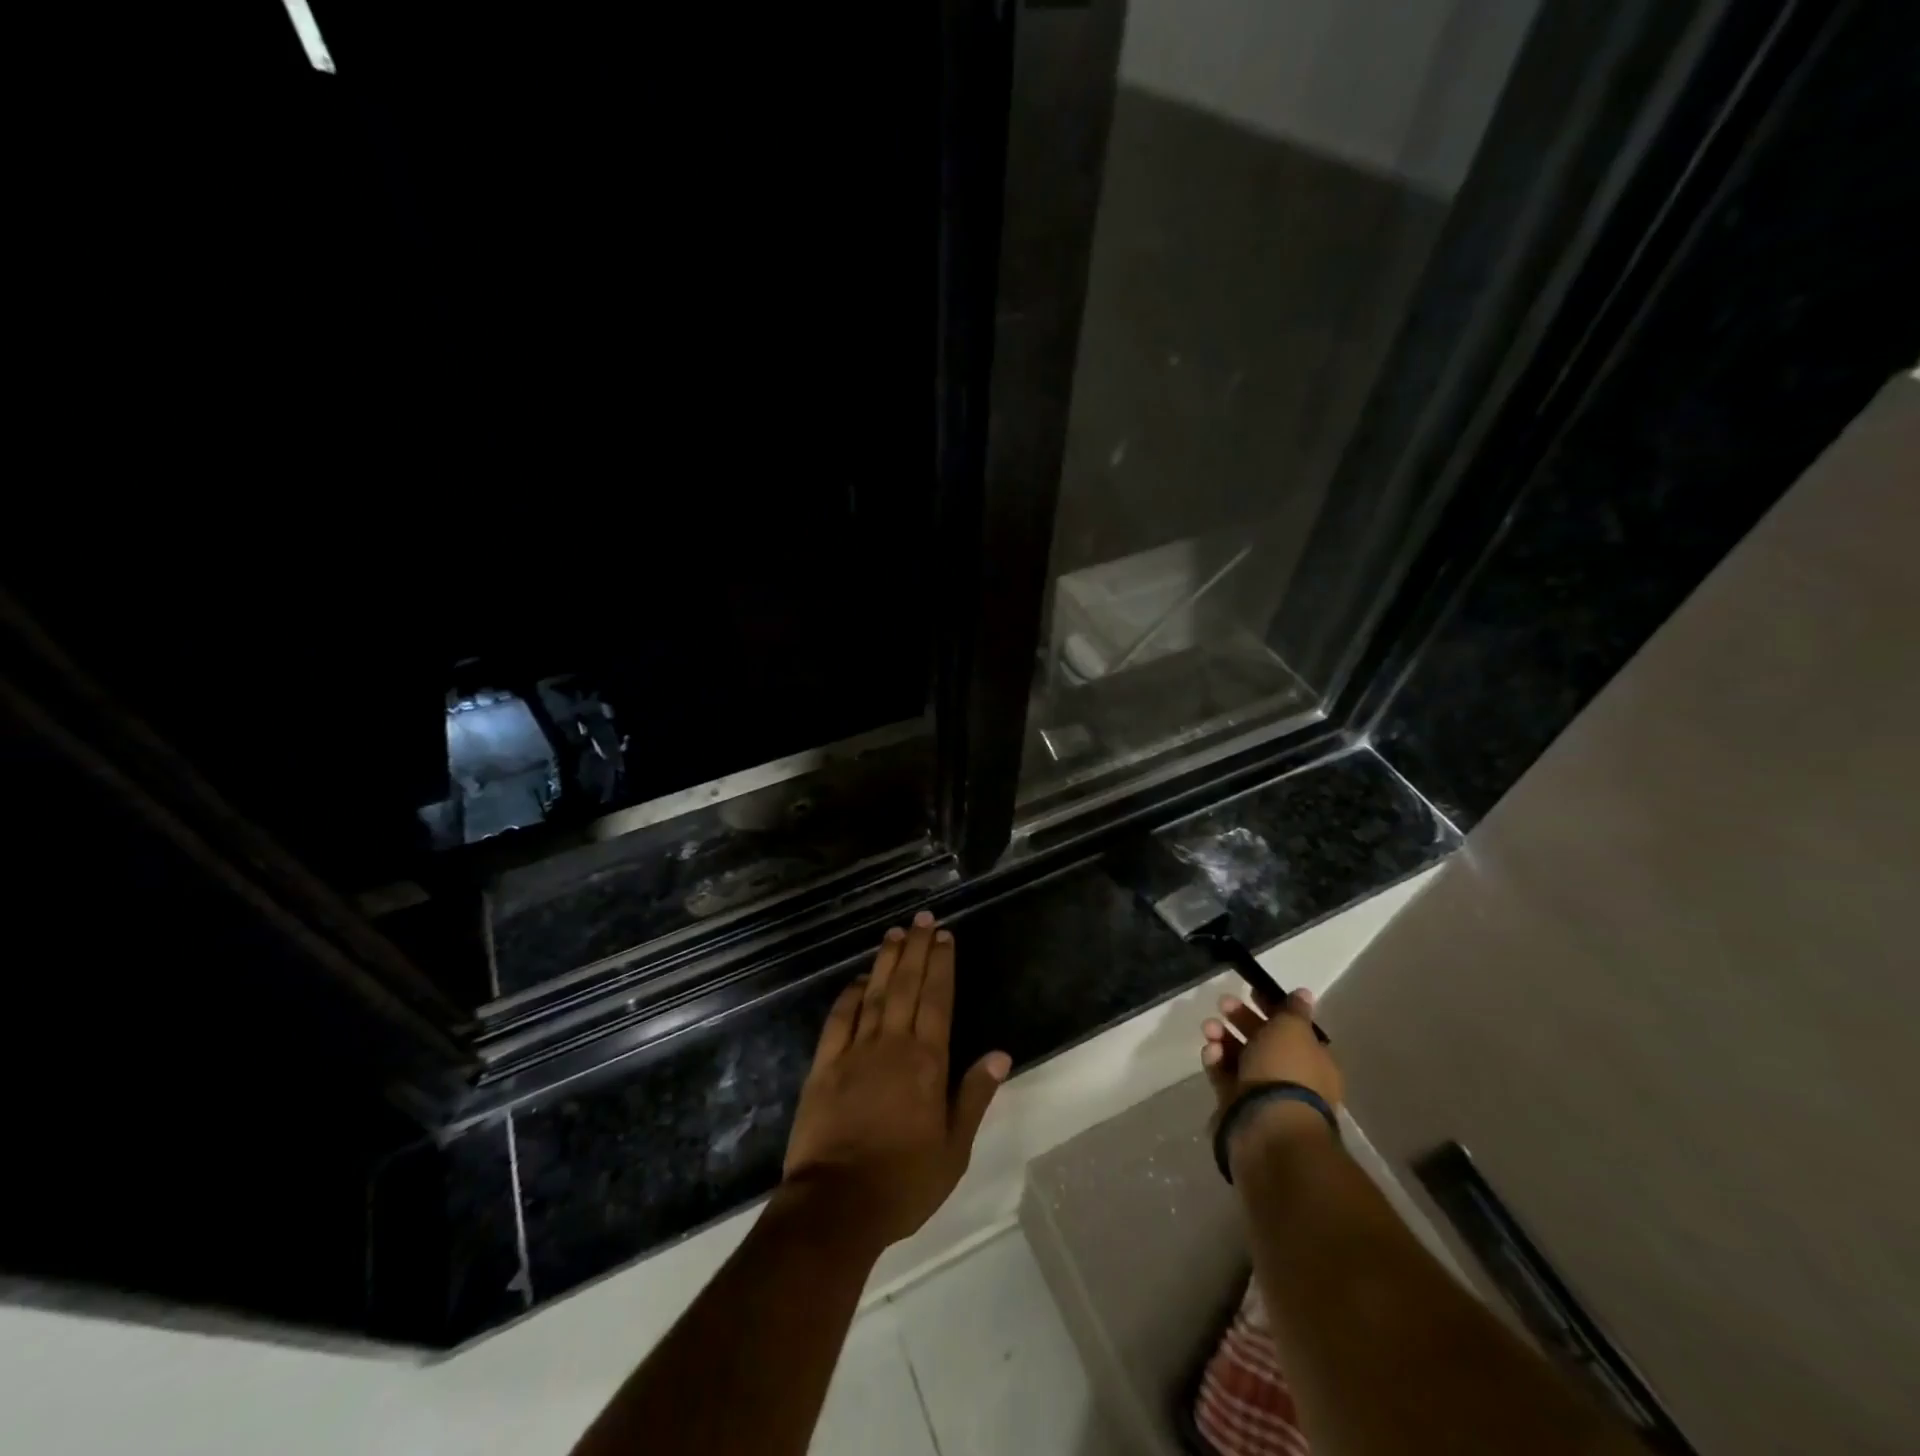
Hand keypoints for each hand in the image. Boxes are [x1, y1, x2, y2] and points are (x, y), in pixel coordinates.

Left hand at [780, 911, 1011, 1252]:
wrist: (836, 1206)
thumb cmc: (903, 1182)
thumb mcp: (954, 1149)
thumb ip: (974, 1096)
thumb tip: (999, 1054)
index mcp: (927, 1063)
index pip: (937, 1000)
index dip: (941, 965)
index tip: (944, 937)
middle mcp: (892, 1046)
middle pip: (906, 986)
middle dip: (916, 950)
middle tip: (921, 919)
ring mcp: (854, 1052)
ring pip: (873, 994)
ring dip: (885, 962)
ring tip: (894, 934)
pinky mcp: (824, 1067)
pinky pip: (838, 1020)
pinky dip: (848, 996)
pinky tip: (856, 980)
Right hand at [1202, 986, 1342, 1132]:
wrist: (1268, 1128)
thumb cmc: (1286, 1072)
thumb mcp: (1292, 1030)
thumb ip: (1293, 1010)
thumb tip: (1304, 993)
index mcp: (1313, 1060)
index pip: (1292, 1028)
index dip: (1272, 1007)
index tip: (1250, 991)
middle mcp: (1291, 1078)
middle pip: (1263, 1041)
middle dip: (1241, 1019)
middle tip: (1222, 1003)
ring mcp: (1264, 1095)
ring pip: (1240, 1057)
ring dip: (1223, 1038)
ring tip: (1209, 1028)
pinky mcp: (1238, 1107)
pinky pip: (1225, 1078)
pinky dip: (1216, 1062)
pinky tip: (1210, 1052)